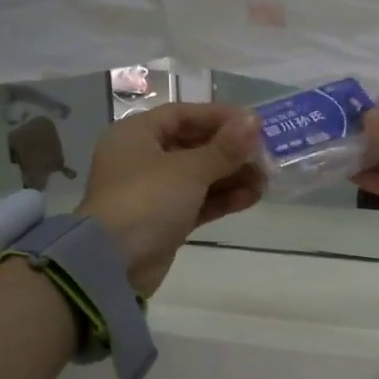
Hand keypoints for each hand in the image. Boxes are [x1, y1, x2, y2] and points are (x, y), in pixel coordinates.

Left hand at [77, 103, 263, 293]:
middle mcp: (141, 158)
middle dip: (230, 152)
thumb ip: (225, 147)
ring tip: (265, 181)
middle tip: (265, 157)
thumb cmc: (147, 200)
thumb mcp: (189, 169)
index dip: (219, 117)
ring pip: (198, 177)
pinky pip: (197, 202)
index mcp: (136, 134)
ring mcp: (152, 192)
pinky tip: (251, 198)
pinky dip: (221, 199)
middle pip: (193, 146)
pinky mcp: (163, 221)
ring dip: (231, 177)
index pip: (183, 114)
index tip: (254, 124)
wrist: (113, 264)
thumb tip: (254, 120)